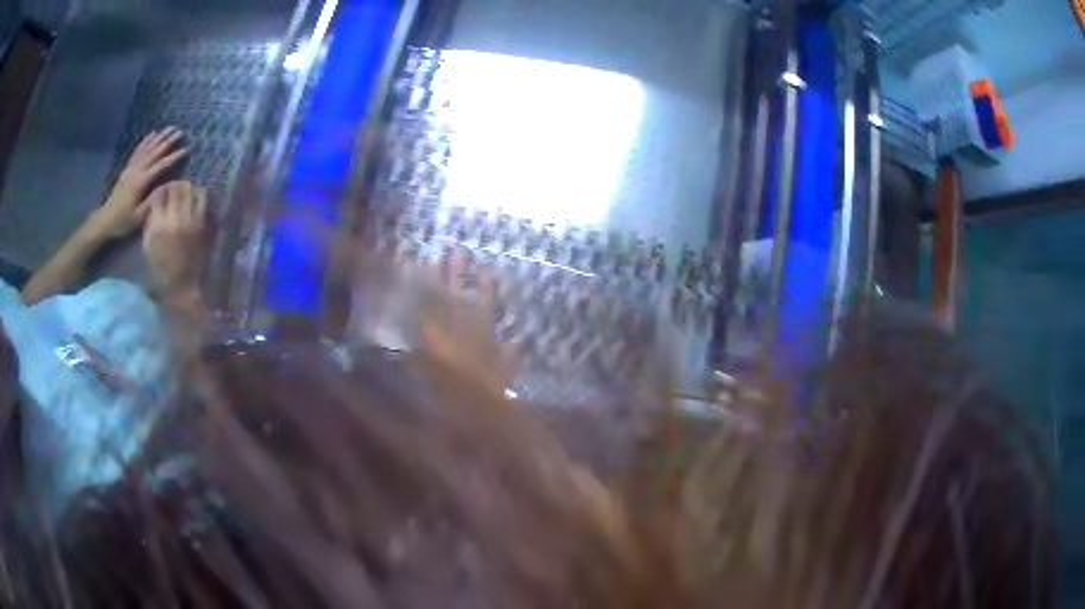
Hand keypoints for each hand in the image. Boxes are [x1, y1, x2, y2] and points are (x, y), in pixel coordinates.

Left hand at [88, 128, 187, 239]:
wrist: (105, 220)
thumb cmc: (123, 221)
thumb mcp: (139, 217)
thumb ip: (153, 200)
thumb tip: (167, 186)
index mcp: (141, 182)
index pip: (160, 166)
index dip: (173, 157)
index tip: (186, 149)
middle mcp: (136, 171)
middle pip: (154, 152)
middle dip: (168, 141)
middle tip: (180, 131)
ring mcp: (131, 168)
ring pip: (147, 148)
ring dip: (159, 137)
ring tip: (170, 128)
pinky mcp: (127, 169)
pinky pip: (138, 151)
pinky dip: (146, 141)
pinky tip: (153, 134)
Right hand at [142, 181, 206, 297]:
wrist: (181, 286)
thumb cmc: (160, 269)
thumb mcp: (148, 245)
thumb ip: (150, 221)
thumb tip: (155, 203)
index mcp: (157, 225)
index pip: (158, 195)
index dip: (159, 190)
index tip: (160, 193)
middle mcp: (173, 219)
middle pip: (175, 187)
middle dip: (173, 185)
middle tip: (173, 189)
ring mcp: (189, 219)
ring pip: (190, 189)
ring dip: (186, 187)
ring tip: (184, 192)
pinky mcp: (201, 223)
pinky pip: (202, 199)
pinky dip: (199, 194)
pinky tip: (194, 198)